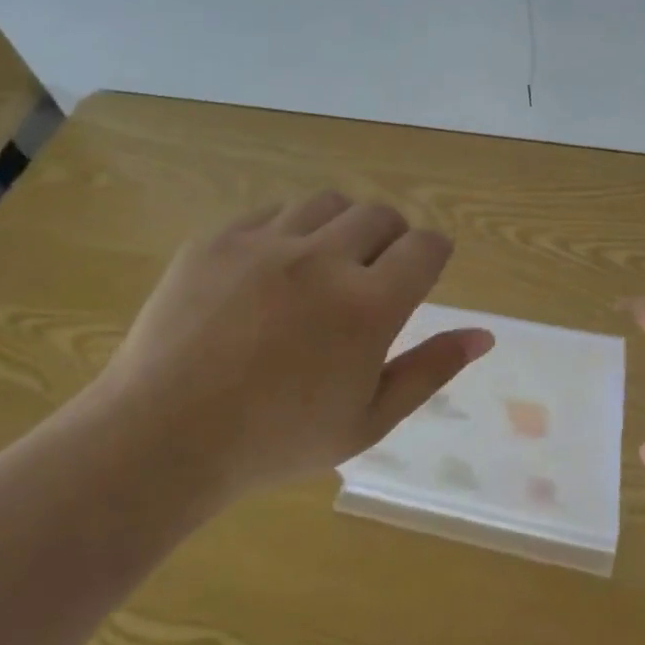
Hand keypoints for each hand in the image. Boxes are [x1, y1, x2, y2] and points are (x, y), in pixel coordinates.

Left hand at [90, 192, 493, 514]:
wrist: (161, 438)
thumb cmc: (275, 441)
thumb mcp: (368, 420)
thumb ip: (430, 370)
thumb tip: (483, 335)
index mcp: (368, 305)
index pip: (426, 247)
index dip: (434, 254)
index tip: (425, 271)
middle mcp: (323, 259)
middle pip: (381, 215)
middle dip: (392, 239)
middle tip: (373, 277)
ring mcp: (266, 243)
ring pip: (328, 203)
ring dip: (342, 227)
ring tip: (325, 265)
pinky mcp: (219, 239)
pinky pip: (272, 212)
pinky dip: (289, 231)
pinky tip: (274, 270)